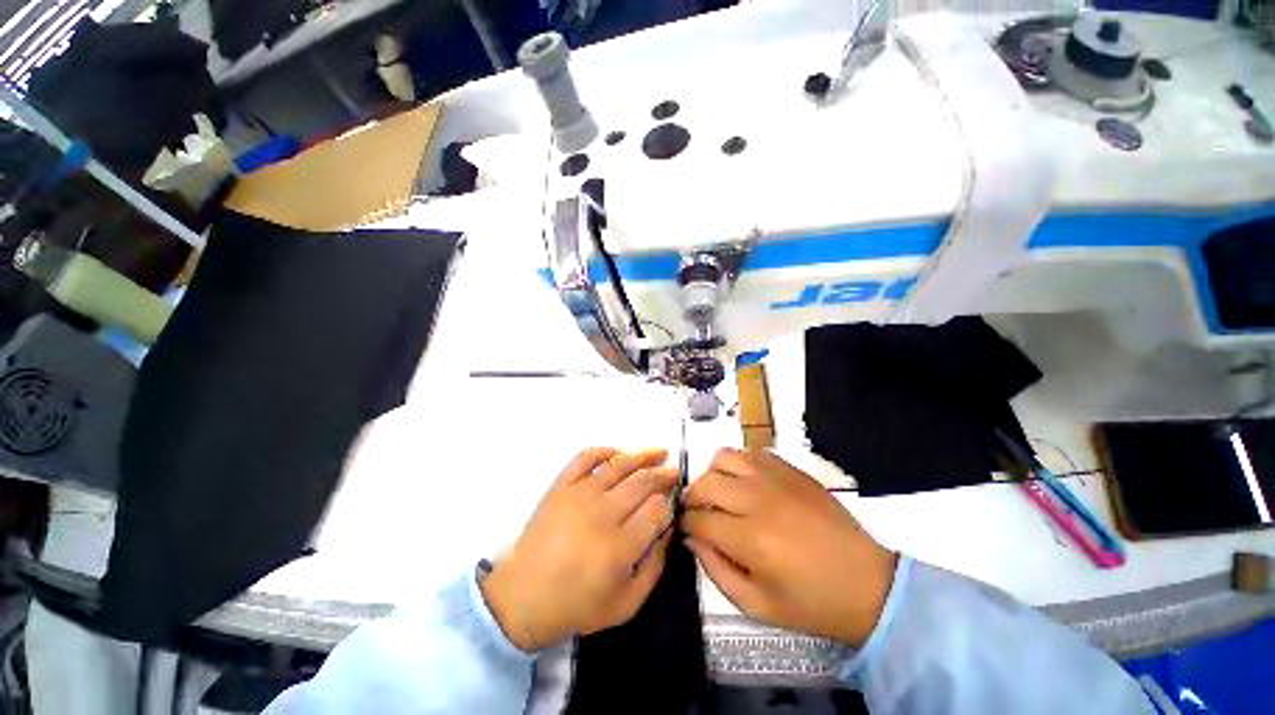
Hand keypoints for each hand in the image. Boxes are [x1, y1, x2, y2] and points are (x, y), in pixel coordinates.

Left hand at [481, 448, 677, 650]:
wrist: (523, 596)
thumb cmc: (577, 604)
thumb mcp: (627, 603)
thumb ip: (655, 566)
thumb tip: (668, 528)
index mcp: (619, 547)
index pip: (656, 509)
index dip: (669, 501)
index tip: (673, 500)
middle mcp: (601, 514)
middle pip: (642, 482)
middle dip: (664, 474)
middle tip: (674, 471)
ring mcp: (579, 495)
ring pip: (619, 464)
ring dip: (643, 455)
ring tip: (659, 451)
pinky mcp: (561, 485)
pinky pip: (585, 457)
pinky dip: (605, 450)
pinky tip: (619, 452)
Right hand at [682, 448, 896, 645]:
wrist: (868, 584)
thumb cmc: (812, 603)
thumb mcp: (757, 605)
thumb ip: (716, 570)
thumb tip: (692, 538)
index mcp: (751, 540)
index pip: (699, 518)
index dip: (685, 522)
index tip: (686, 527)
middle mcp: (759, 500)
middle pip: (706, 483)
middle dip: (692, 497)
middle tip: (698, 511)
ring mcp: (777, 479)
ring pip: (725, 457)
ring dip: (714, 474)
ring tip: (720, 492)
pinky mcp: (792, 470)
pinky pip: (752, 452)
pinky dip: (740, 464)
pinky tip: (746, 483)